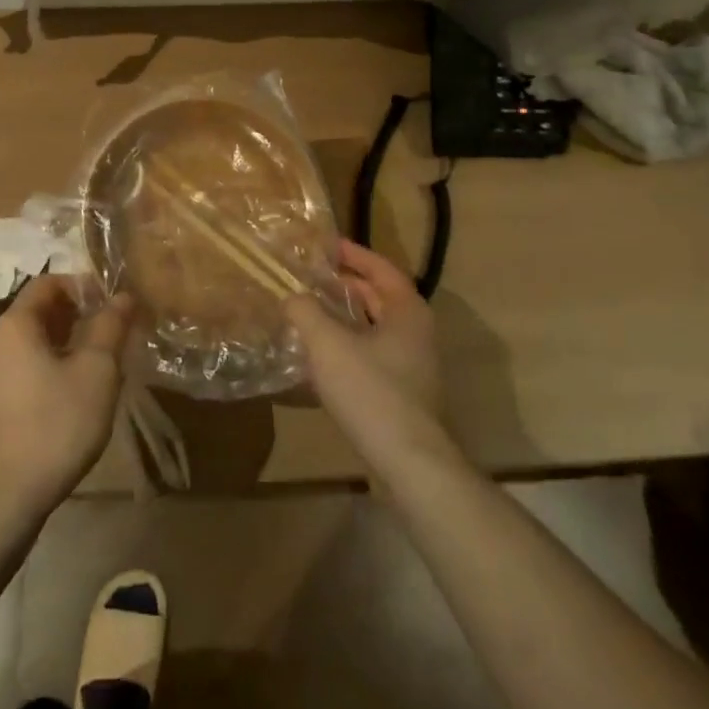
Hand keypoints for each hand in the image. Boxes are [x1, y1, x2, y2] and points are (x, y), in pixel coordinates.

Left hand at [0, 275, 132, 514]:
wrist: (9, 494)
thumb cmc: (57, 421)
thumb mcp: (97, 369)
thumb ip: (111, 325)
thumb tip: (124, 295)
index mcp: (15, 324)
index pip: (47, 282)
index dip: (82, 285)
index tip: (110, 303)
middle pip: (39, 310)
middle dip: (77, 313)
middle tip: (111, 330)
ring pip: (33, 341)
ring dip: (66, 341)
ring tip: (99, 360)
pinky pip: (24, 366)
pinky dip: (51, 364)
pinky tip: (75, 390)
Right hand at [287, 241, 454, 472]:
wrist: (409, 463)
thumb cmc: (371, 391)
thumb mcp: (327, 344)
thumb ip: (305, 311)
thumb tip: (291, 296)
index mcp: (407, 310)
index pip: (381, 268)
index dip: (354, 254)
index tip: (327, 245)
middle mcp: (417, 332)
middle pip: (380, 297)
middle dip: (347, 285)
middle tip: (313, 276)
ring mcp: (414, 365)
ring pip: (376, 328)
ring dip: (346, 316)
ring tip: (312, 310)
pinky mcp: (405, 393)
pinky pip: (374, 354)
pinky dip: (349, 344)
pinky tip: (322, 356)